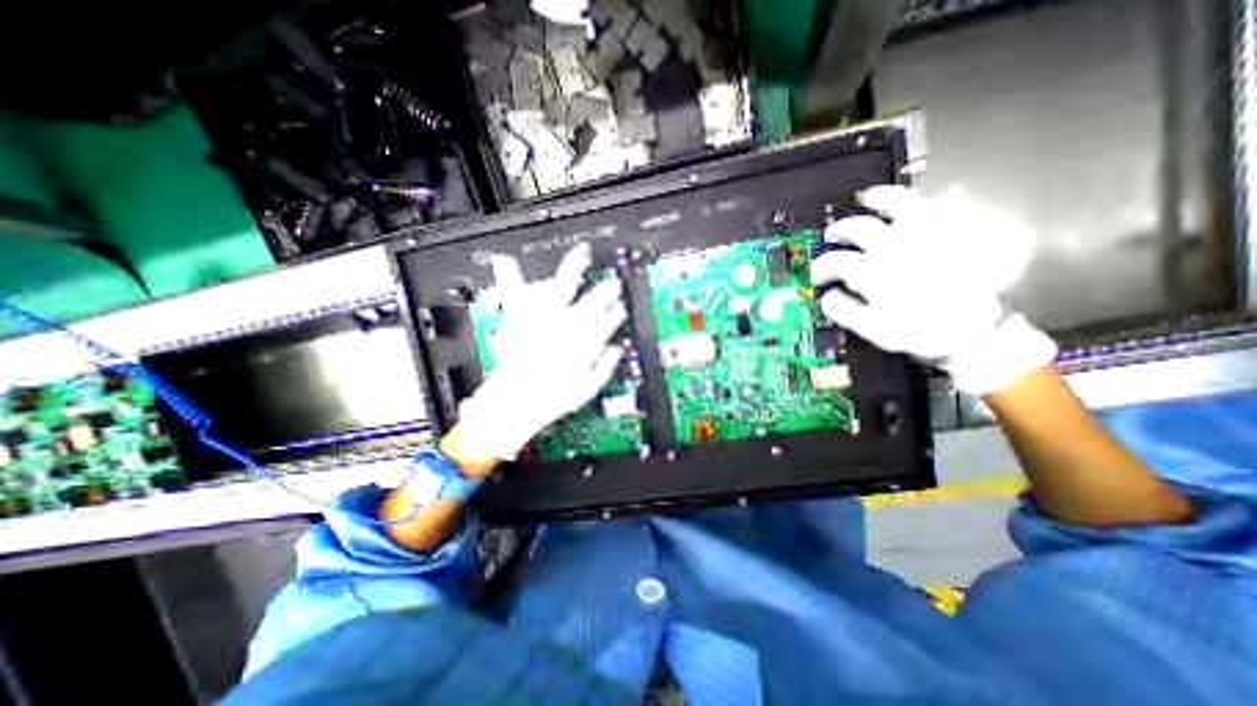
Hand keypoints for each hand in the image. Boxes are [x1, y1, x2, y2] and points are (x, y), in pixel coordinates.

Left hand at [451, 245, 628, 460]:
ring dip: (575, 268)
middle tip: (613, 282)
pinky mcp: (520, 318)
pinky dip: (509, 275)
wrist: (517, 402)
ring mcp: (543, 316)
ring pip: (563, 285)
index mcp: (586, 339)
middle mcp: (568, 323)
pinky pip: (515, 293)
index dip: (618, 311)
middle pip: (594, 298)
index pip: (610, 318)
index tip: (620, 308)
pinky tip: (504, 259)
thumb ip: (607, 363)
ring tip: (582, 253)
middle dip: (607, 289)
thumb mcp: (590, 387)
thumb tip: (618, 347)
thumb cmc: (554, 398)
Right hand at [811, 185, 1051, 397]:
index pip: (836, 262)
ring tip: (868, 198)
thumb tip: (826, 298)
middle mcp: (896, 247)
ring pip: (901, 204)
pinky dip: (937, 199)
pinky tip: (928, 199)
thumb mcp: (873, 329)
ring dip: (880, 199)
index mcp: (874, 271)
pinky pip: (946, 208)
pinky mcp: (952, 236)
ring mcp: (926, 237)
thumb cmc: (919, 331)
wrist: (975, 331)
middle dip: (840, 231)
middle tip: (832, 235)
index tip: (816, 277)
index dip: (820, 268)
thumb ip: (845, 311)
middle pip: (860, 228)